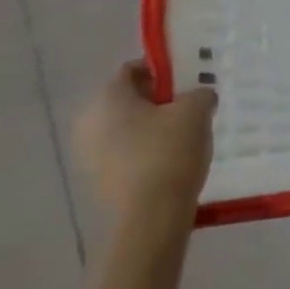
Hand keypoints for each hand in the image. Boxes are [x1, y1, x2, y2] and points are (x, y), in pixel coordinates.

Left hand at [74, 61, 216, 228]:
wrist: (150, 219)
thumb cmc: (169, 152)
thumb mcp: (196, 111)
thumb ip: (200, 94)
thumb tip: (200, 97)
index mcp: (108, 97)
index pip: (132, 69)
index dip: (161, 70)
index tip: (185, 81)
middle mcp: (90, 121)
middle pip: (127, 100)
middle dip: (156, 101)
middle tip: (187, 107)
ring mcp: (89, 155)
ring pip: (125, 129)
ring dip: (150, 128)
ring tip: (184, 136)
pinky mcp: (97, 182)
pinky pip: (124, 155)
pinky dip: (144, 153)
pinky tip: (171, 162)